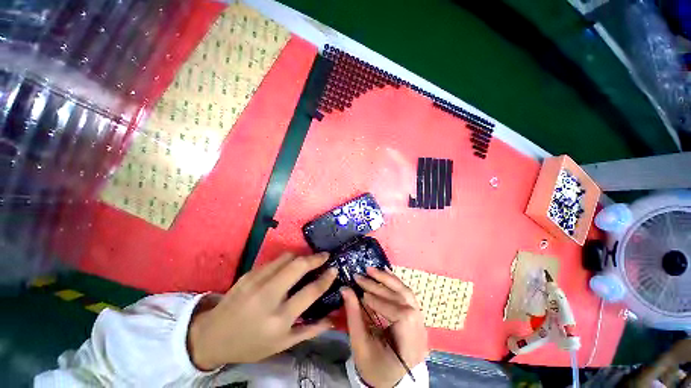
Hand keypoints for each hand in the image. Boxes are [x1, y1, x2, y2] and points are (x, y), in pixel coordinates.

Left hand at [188, 252, 336, 369]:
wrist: (212, 336)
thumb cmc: (250, 344)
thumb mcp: (282, 345)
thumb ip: (310, 331)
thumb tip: (333, 319)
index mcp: (279, 319)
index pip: (310, 291)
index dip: (326, 278)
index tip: (334, 269)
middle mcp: (268, 296)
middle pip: (298, 266)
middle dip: (315, 258)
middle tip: (325, 256)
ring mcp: (256, 281)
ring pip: (286, 258)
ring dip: (301, 256)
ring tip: (308, 260)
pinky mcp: (248, 273)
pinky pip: (274, 260)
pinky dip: (286, 260)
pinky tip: (288, 266)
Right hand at [342, 267, 427, 386]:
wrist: (388, 378)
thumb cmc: (373, 366)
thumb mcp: (360, 345)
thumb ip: (353, 316)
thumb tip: (345, 289)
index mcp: (410, 347)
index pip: (401, 316)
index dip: (382, 302)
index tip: (363, 294)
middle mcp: (420, 332)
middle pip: (406, 300)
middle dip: (383, 285)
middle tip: (364, 273)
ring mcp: (420, 323)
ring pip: (407, 294)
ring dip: (389, 280)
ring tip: (373, 270)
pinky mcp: (415, 316)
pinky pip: (407, 296)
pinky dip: (395, 284)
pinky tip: (385, 273)